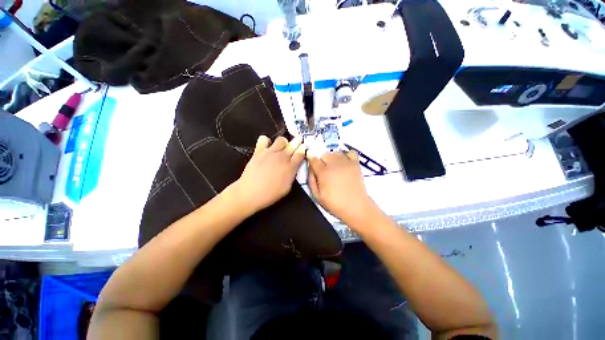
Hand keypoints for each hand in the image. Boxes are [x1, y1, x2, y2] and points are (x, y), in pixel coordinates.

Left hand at [232, 135, 305, 213]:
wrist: (250, 193)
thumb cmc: (270, 194)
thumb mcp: (287, 188)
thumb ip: (292, 174)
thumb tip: (294, 167)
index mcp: (290, 167)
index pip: (300, 153)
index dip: (303, 149)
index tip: (303, 148)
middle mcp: (282, 157)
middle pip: (293, 144)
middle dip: (297, 142)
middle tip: (297, 143)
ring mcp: (270, 153)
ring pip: (281, 140)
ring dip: (283, 142)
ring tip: (281, 147)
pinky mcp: (259, 151)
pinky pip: (263, 139)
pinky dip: (266, 141)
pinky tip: (266, 147)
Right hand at [307, 150, 375, 223]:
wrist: (356, 207)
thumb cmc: (334, 204)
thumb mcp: (317, 196)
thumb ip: (311, 180)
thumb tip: (310, 168)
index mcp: (323, 172)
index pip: (313, 159)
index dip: (311, 160)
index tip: (312, 164)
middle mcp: (334, 164)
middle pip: (324, 154)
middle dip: (322, 160)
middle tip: (324, 170)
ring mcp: (346, 163)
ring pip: (336, 152)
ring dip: (333, 157)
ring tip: (335, 166)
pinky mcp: (355, 164)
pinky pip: (351, 152)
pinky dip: (347, 155)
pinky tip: (345, 162)